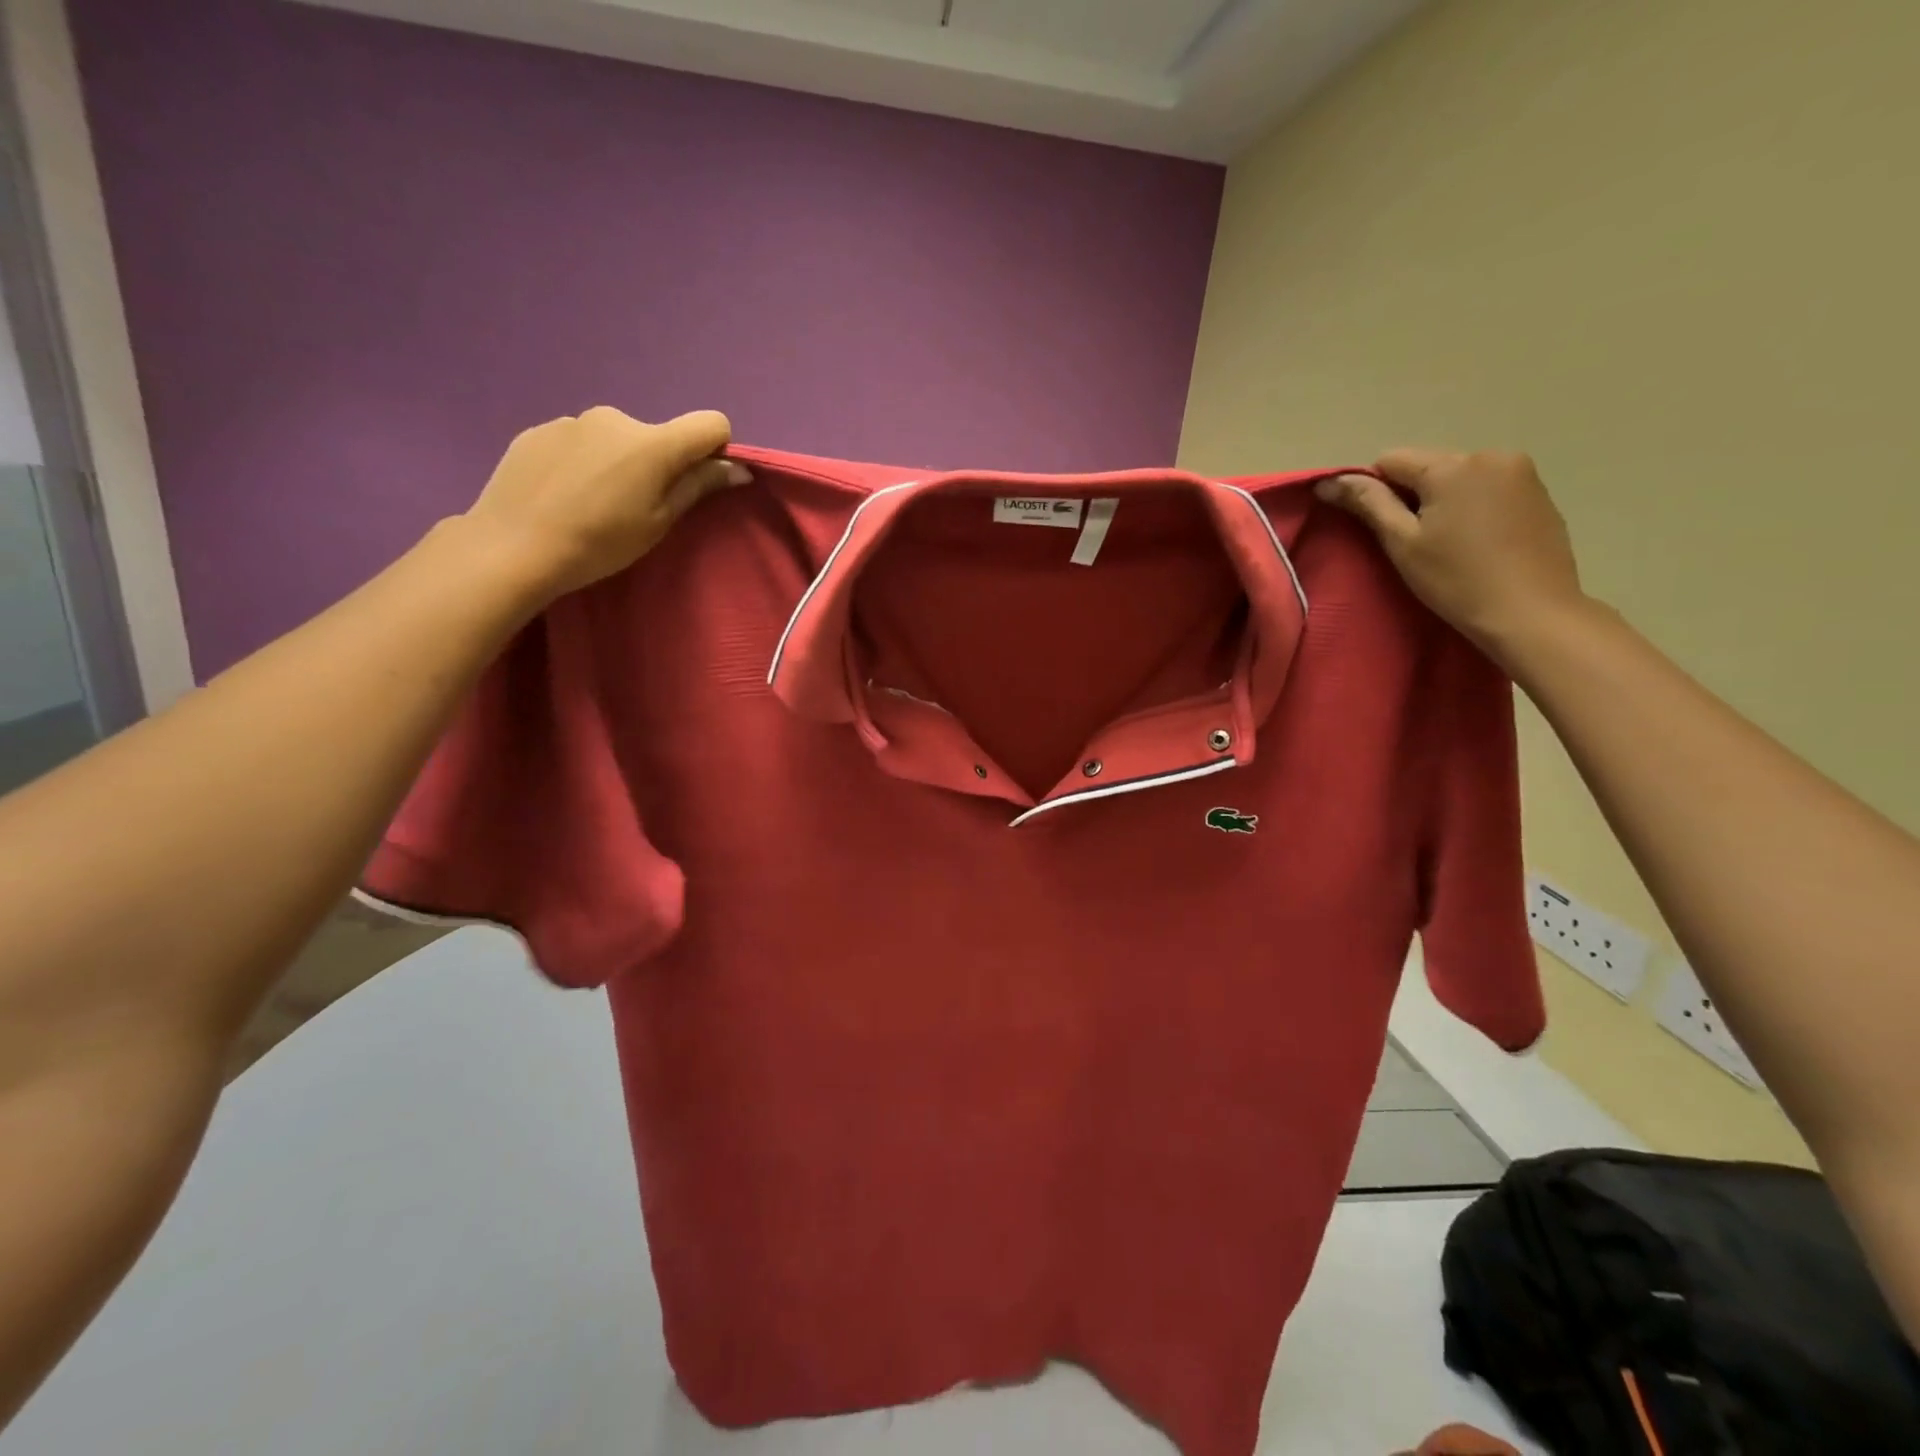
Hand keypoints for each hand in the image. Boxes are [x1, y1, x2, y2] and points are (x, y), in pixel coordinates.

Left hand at [463, 407, 749, 599]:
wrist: (513, 546)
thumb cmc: (600, 543)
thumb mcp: (658, 523)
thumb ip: (698, 487)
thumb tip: (737, 468)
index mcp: (653, 443)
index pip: (710, 423)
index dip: (714, 449)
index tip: (697, 480)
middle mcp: (616, 418)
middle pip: (657, 435)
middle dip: (657, 463)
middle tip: (634, 506)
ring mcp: (573, 420)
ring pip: (614, 439)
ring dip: (616, 462)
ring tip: (591, 502)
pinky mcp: (538, 429)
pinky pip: (578, 442)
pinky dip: (581, 463)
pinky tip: (561, 495)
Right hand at [1315, 448, 1587, 657]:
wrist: (1532, 612)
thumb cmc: (1456, 580)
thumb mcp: (1402, 543)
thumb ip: (1367, 504)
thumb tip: (1329, 481)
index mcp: (1451, 466)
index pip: (1391, 460)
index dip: (1376, 490)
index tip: (1384, 528)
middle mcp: (1490, 455)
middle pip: (1428, 464)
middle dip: (1413, 494)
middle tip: (1414, 540)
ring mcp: (1521, 471)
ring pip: (1459, 475)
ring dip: (1444, 499)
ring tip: (1448, 542)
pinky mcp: (1539, 491)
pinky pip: (1488, 486)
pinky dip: (1473, 505)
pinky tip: (1477, 540)